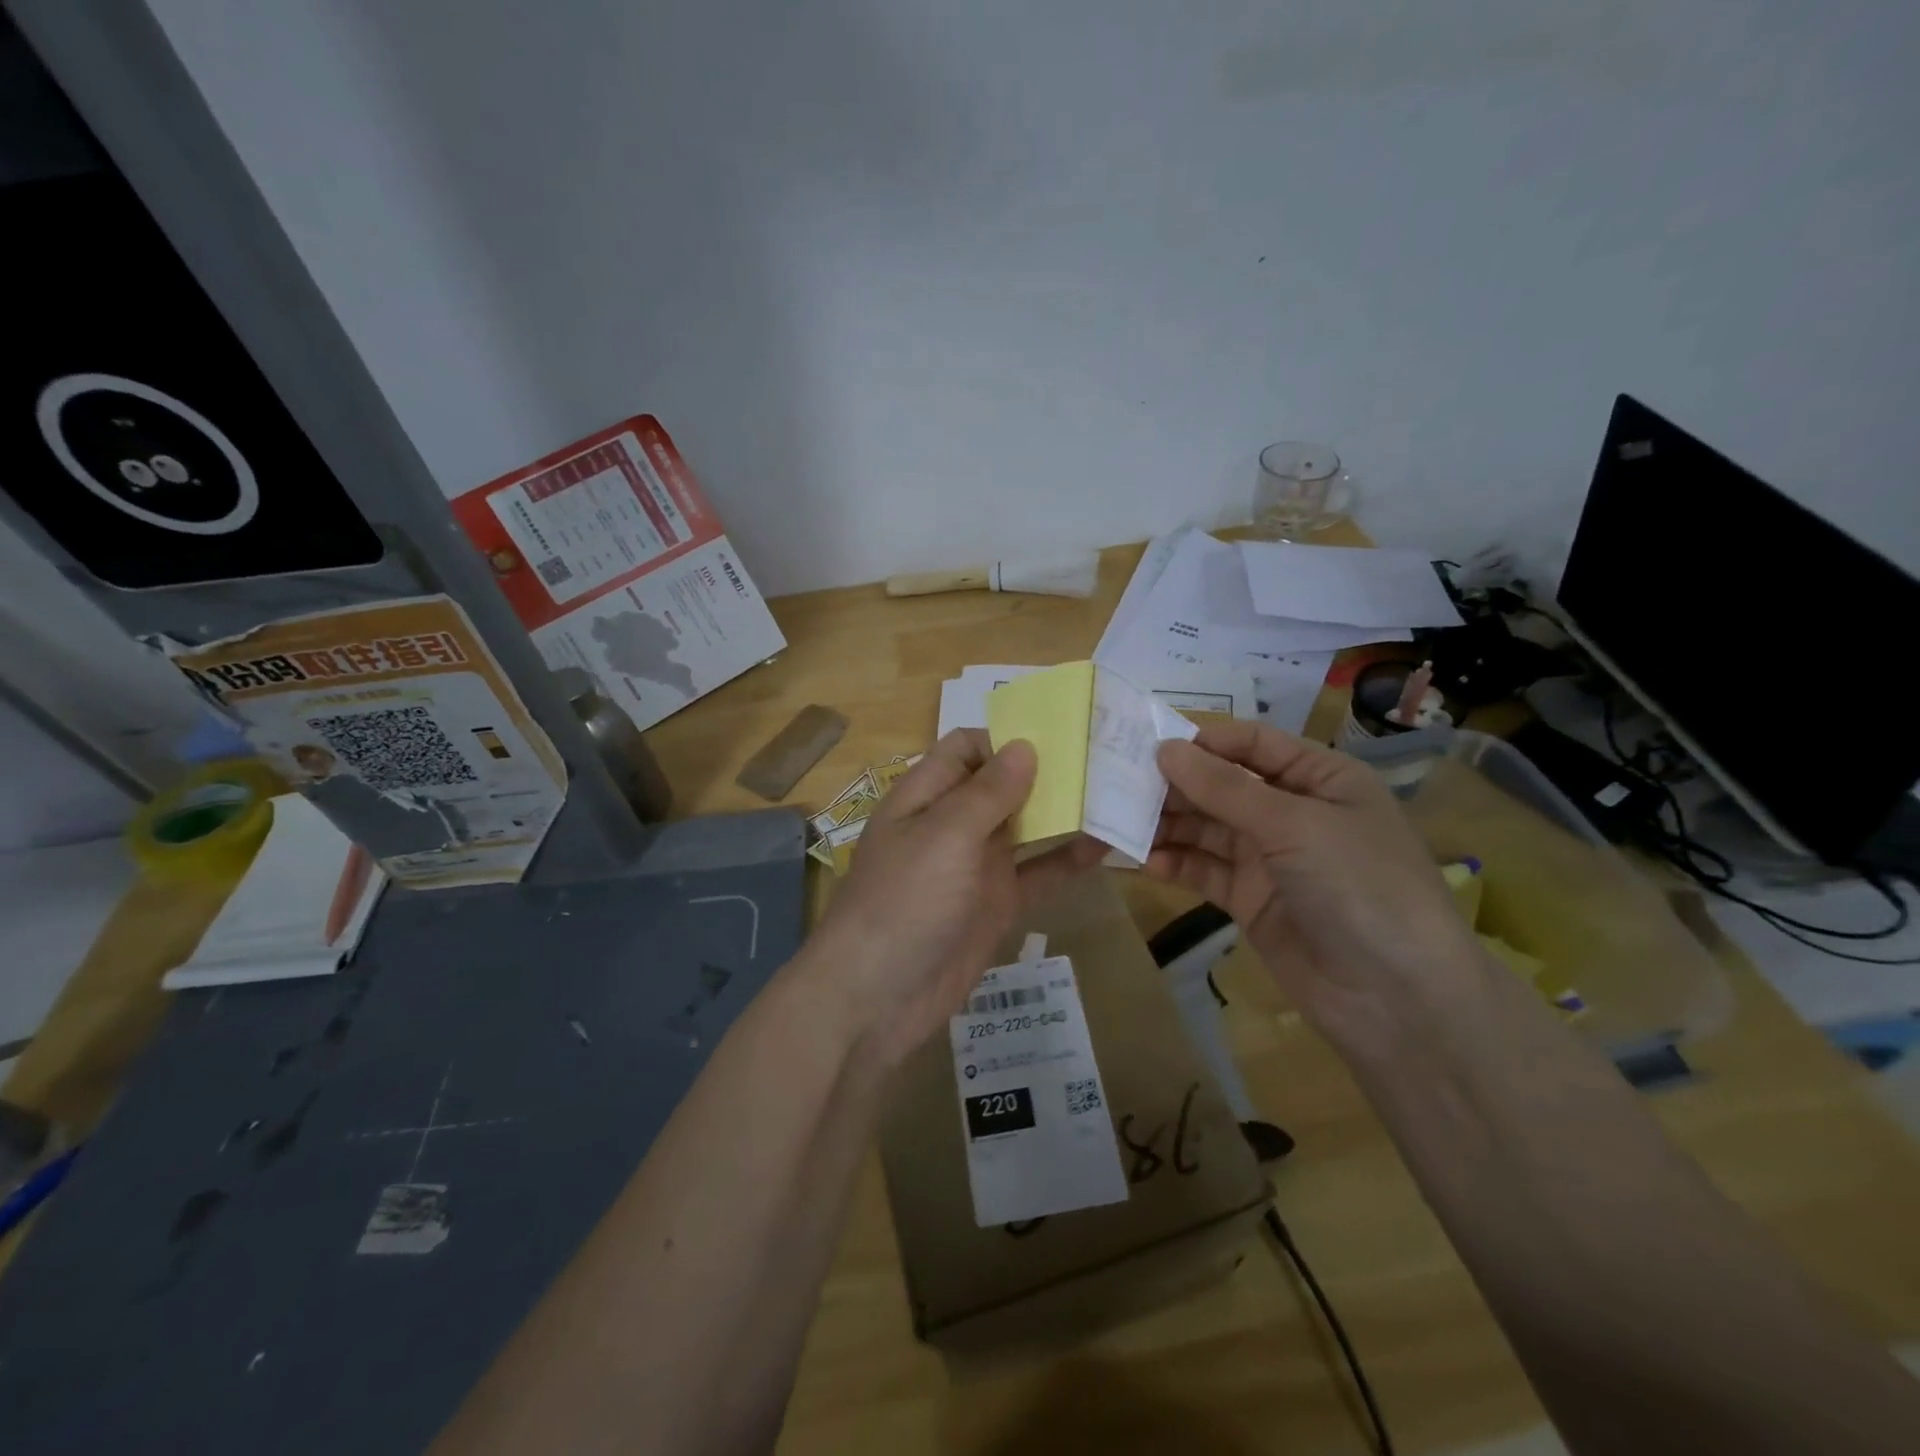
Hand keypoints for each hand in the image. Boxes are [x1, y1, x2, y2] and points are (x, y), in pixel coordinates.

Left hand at [801, 729, 1107, 1067]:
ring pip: (1024, 828)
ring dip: (1062, 813)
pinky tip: (1107, 846)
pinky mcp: (996, 905)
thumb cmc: (903, 901)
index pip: (966, 749)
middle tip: (1105, 759)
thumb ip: (987, 792)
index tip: (1060, 735)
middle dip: (1045, 772)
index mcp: (925, 796)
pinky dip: (1067, 860)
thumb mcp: (944, 836)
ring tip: (1116, 794)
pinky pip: (1036, 874)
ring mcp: (975, 866)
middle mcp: (951, 824)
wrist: (876, 998)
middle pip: (1001, 785)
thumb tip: (1025, 745)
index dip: (1006, 737)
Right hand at [1148, 721, 1489, 1056]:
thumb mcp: (1293, 825)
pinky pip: (1204, 871)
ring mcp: (1270, 859)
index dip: (1202, 740)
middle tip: (1116, 784)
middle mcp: (1293, 812)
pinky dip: (1175, 864)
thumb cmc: (1359, 886)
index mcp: (1320, 778)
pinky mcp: (1250, 901)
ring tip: (1118, 821)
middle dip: (1175, 785)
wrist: (1398, 1000)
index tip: (1145, 742)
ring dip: (1167, 824)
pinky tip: (1143, 862)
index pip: (1252, 744)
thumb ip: (1224, 788)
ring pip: (1207, 829)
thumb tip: (1164, 749)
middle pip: (1222, 786)